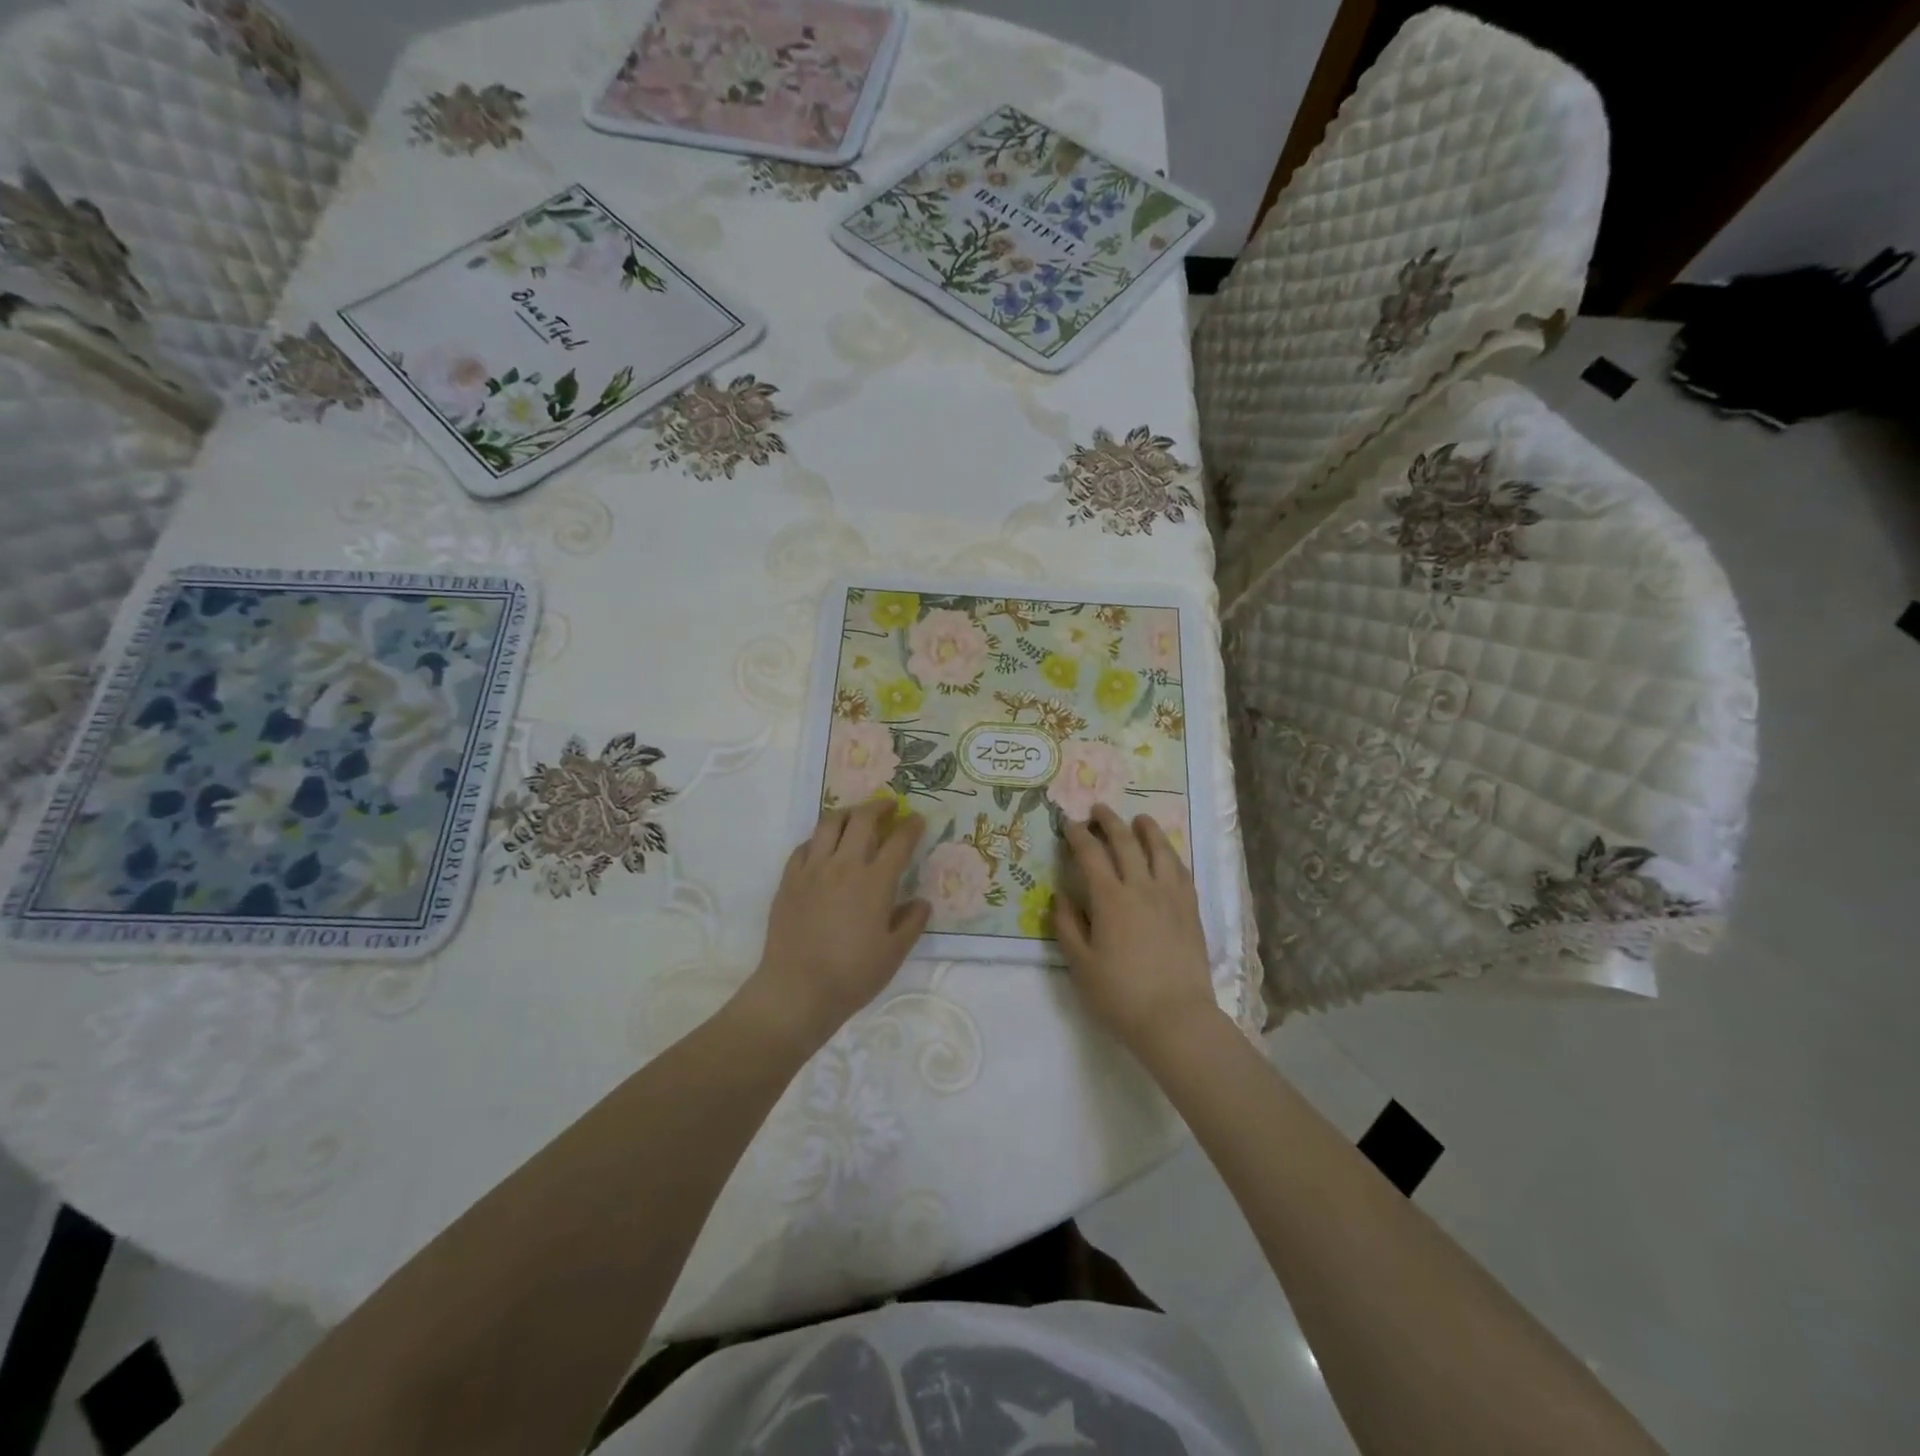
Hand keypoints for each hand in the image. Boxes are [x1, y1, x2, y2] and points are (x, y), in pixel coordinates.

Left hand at [743, 801, 931, 1049]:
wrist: (797, 990)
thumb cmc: (852, 975)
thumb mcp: (894, 953)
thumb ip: (911, 922)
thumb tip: (921, 902)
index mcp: (875, 882)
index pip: (898, 841)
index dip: (911, 826)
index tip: (917, 820)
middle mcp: (844, 865)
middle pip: (862, 820)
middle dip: (879, 807)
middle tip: (889, 807)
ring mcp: (812, 869)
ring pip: (829, 824)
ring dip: (848, 814)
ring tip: (856, 816)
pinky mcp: (789, 879)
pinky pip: (804, 846)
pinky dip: (819, 839)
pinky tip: (823, 846)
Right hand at [1056, 804, 1218, 1054]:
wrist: (1176, 1018)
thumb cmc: (1120, 995)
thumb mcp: (1081, 965)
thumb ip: (1068, 926)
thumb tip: (1061, 896)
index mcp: (1110, 899)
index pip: (1091, 854)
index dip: (1078, 835)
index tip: (1069, 823)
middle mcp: (1141, 887)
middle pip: (1126, 842)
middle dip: (1110, 821)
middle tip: (1099, 809)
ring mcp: (1170, 897)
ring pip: (1160, 850)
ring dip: (1147, 830)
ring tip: (1140, 819)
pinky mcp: (1190, 910)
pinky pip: (1181, 871)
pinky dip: (1171, 855)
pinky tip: (1167, 854)